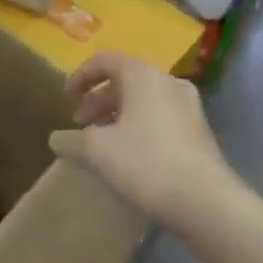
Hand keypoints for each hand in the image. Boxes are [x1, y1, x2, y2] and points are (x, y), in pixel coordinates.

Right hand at [49, 51, 235, 228]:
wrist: (207, 201)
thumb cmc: (147, 163)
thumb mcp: (99, 151)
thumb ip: (73, 140)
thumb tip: (55, 139)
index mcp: (142, 74)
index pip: (104, 60)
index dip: (80, 77)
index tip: (66, 100)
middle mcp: (167, 80)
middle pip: (125, 80)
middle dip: (98, 100)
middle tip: (81, 125)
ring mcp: (188, 105)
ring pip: (144, 100)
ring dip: (118, 115)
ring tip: (102, 143)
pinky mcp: (199, 130)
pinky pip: (160, 117)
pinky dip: (139, 126)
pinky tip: (130, 156)